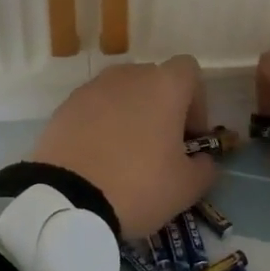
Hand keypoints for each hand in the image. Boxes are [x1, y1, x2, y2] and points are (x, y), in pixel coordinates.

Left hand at [31, 56, 214, 237]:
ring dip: (130, 115)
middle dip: (162, 108)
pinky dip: (101, 125)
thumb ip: (205, 168)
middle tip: (161, 147)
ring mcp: (91, 89)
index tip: (190, 135)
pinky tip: (98, 159)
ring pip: (121, 94)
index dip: (197, 100)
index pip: (189, 70)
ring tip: (126, 154)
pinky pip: (93, 109)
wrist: (66, 200)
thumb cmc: (138, 186)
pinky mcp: (64, 107)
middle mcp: (128, 76)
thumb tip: (202, 160)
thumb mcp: (187, 187)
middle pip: (153, 80)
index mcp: (164, 86)